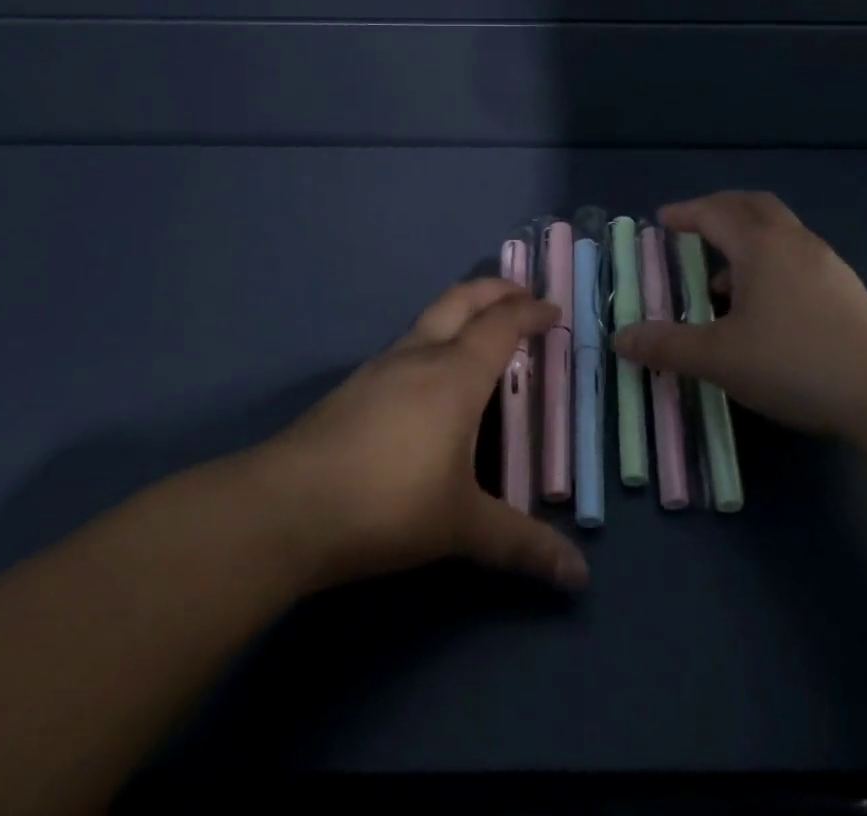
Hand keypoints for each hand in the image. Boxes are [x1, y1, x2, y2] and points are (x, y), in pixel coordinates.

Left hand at [247, 279, 588, 593]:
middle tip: (520, 293)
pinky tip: (427, 377)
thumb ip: (522, 545)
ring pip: (429, 318)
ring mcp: (380, 366)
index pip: (501, 325)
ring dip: (461, 311)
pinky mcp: (353, 387)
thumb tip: (579, 577)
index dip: (530, 312)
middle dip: (495, 289)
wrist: (288, 507)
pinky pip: (406, 345)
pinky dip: (433, 339)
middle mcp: (420, 355)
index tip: (552, 309)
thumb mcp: (462, 527)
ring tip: (479, 331)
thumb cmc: (388, 505)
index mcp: (456, 374)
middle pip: (462, 300)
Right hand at [613, 191, 866, 438]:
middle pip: (751, 206)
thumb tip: (620, 338)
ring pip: (777, 231)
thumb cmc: (794, 362)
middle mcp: (792, 240)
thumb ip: (667, 346)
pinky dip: (769, 262)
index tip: (662, 220)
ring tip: (722, 280)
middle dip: (718, 211)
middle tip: (693, 229)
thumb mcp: (720, 358)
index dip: (684, 213)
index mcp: (759, 244)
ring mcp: (825, 261)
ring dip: (745, 240)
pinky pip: (795, 255)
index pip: (714, 212)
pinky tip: (764, 306)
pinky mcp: (845, 287)